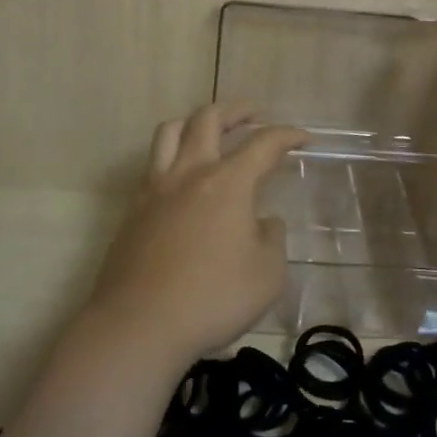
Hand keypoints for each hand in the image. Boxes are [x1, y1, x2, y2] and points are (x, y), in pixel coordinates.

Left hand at [87, 103, 308, 371]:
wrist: (139, 325)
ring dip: (194, 122)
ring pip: (170, 132)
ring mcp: (155, 189)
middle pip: (208, 119)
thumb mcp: (267, 274)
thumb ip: (272, 239)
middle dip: (237, 110)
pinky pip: (153, 165)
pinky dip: (173, 157)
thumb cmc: (213, 298)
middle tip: (255, 115)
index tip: (303, 138)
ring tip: (210, 131)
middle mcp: (189, 173)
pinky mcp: (133, 211)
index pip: (263, 144)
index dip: (287, 135)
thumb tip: (264, 222)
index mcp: (227, 182)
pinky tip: (184, 180)